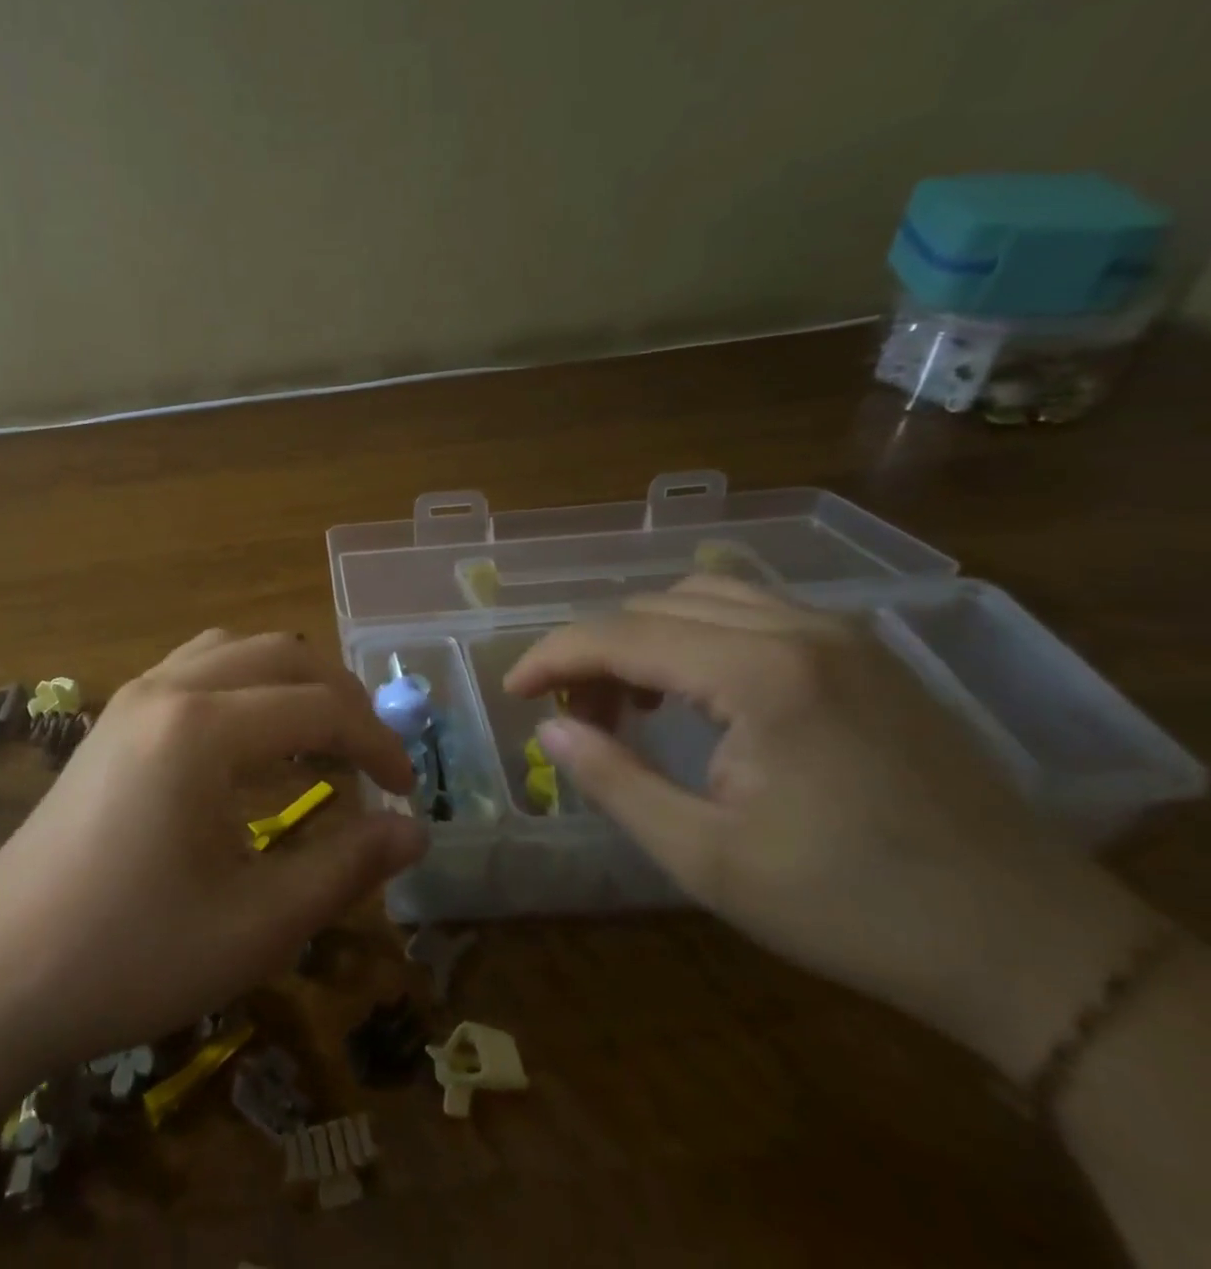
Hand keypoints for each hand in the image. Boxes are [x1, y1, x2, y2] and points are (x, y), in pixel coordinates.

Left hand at [0, 630, 426, 1076]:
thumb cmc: (130, 956)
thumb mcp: (255, 925)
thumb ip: (345, 868)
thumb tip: (414, 831)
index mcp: (202, 728)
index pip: (319, 708)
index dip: (378, 744)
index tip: (407, 794)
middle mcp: (168, 688)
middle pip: (281, 656)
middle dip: (340, 699)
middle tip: (372, 761)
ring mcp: (132, 696)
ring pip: (234, 651)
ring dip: (289, 683)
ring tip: (318, 741)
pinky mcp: (112, 718)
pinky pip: (195, 669)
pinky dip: (243, 687)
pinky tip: (250, 743)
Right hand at [507, 576, 1163, 1080]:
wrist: (1030, 945)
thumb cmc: (852, 908)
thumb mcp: (706, 858)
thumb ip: (613, 780)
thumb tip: (549, 726)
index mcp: (760, 675)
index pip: (619, 635)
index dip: (551, 657)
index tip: (512, 692)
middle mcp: (799, 630)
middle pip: (652, 607)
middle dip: (593, 653)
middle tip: (574, 716)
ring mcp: (840, 633)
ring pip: (699, 596)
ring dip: (642, 638)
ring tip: (629, 704)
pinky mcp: (864, 652)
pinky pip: (750, 610)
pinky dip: (695, 635)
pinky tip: (693, 692)